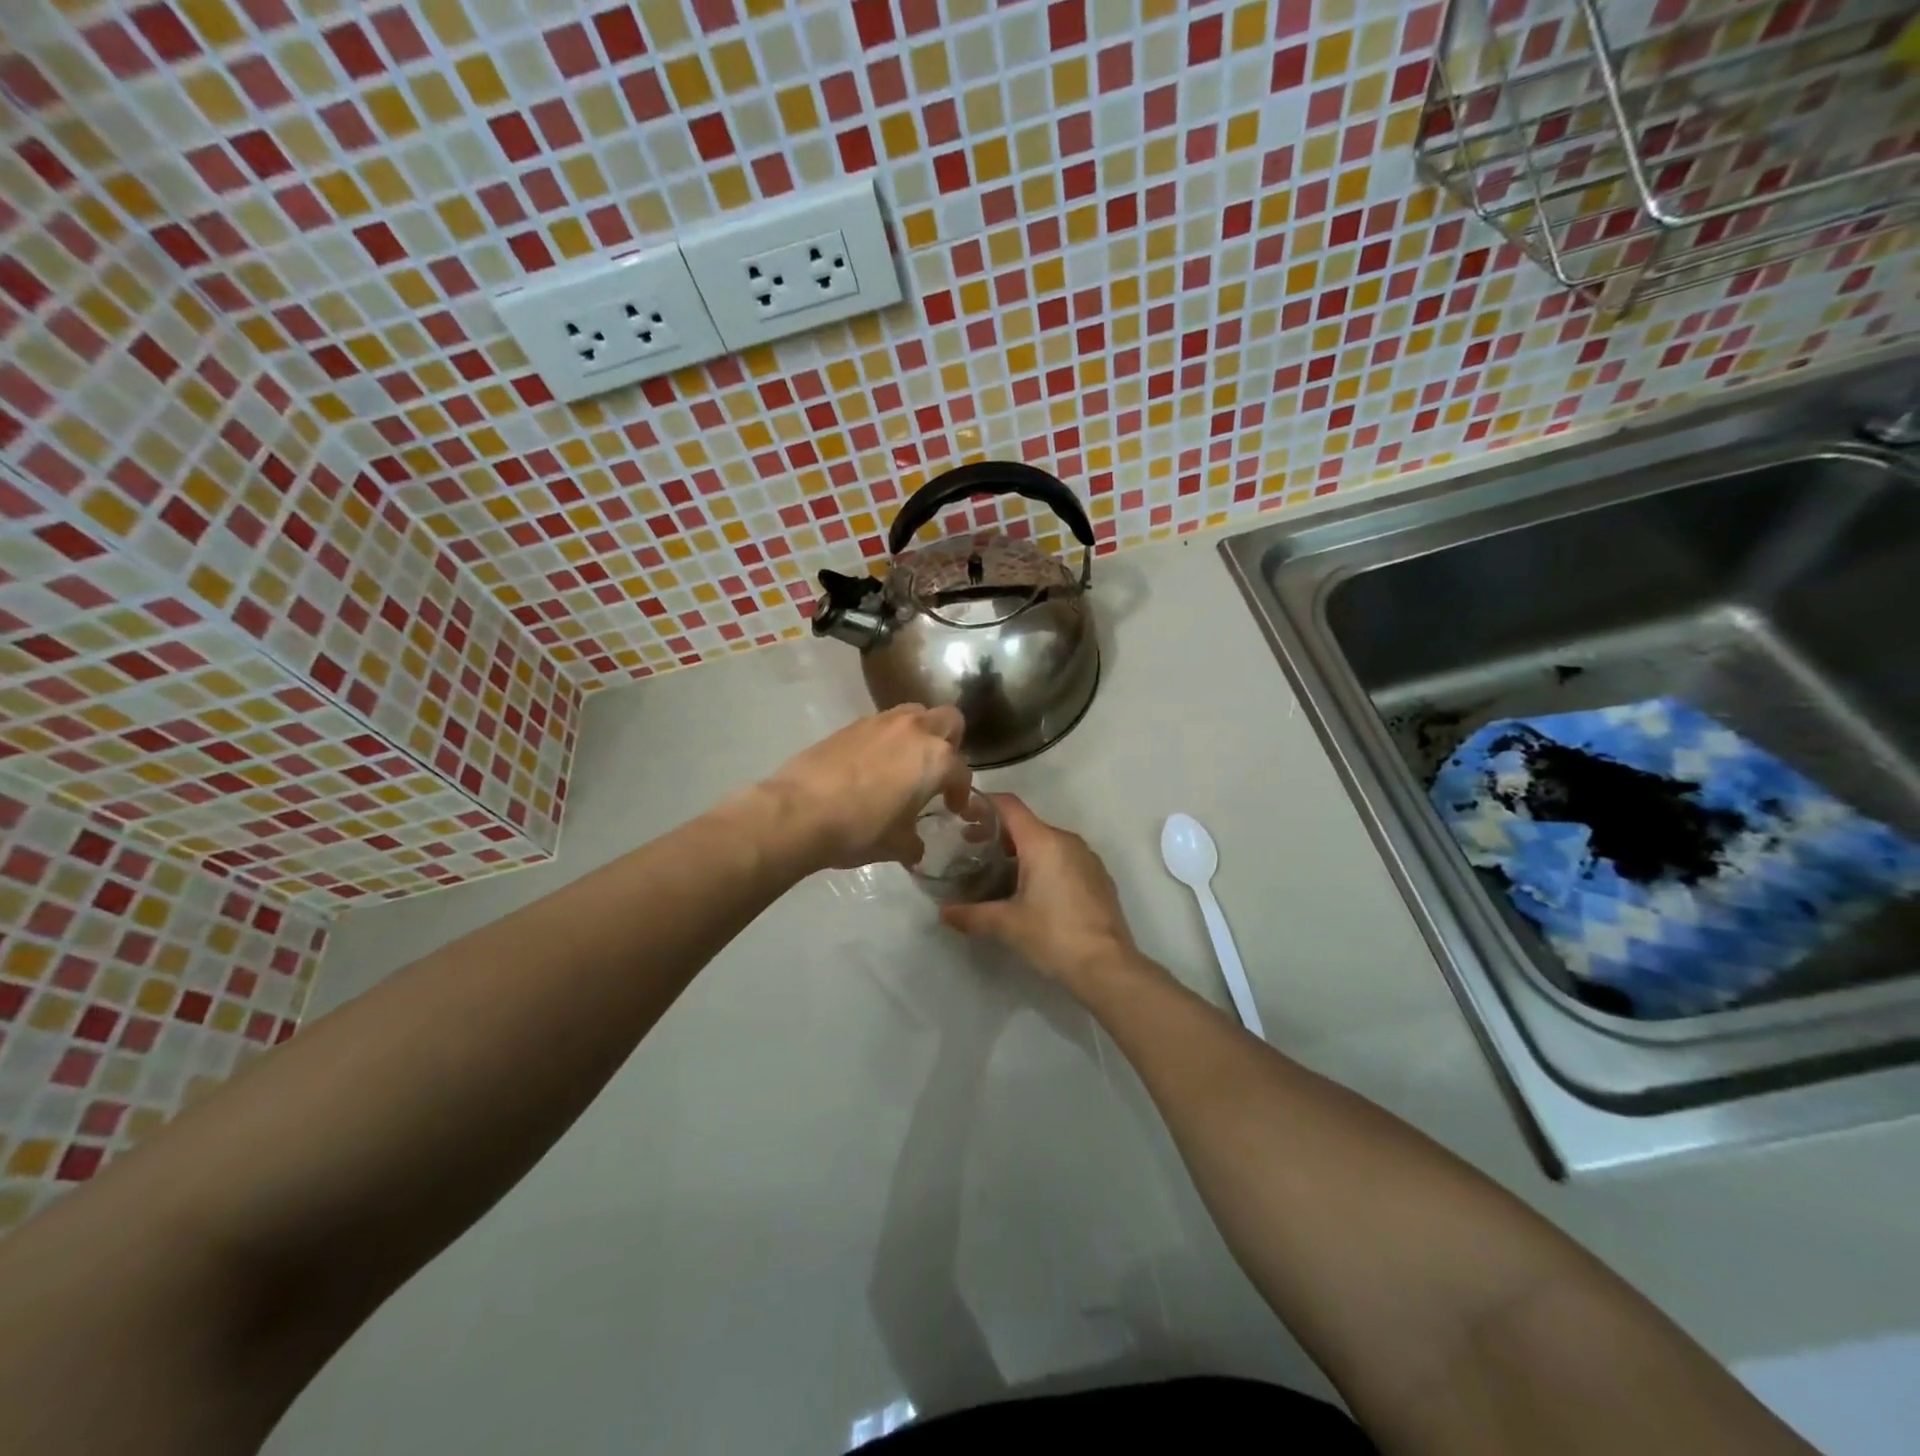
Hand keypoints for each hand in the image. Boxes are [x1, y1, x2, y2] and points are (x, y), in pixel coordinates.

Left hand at [757, 705, 971, 871]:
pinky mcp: (851, 724)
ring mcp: (881, 722)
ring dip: (918, 734)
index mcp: (936, 759)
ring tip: (905, 763)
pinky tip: (872, 766)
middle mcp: (915, 730)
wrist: (799, 811)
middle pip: (949, 720)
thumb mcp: (897, 846)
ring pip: (914, 714)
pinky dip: (887, 739)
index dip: (961, 793)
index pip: (961, 772)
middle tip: (937, 771)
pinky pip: (882, 724)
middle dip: (951, 743)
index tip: (952, 808)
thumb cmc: (860, 829)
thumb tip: (915, 847)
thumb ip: (914, 842)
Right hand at [940, 795, 1141, 993]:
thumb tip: (944, 913)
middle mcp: (1067, 841)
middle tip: (971, 848)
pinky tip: (1031, 891)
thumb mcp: (1006, 925)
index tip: (962, 814)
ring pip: (1046, 842)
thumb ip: (971, 914)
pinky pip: (1064, 859)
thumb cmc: (1053, 936)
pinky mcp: (1098, 877)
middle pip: (1026, 824)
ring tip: (998, 872)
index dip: (984, 804)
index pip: (1009, 806)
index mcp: (1043, 842)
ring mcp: (1087, 858)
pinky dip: (1043, 864)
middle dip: (997, 832)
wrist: (1108, 967)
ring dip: (1020, 850)